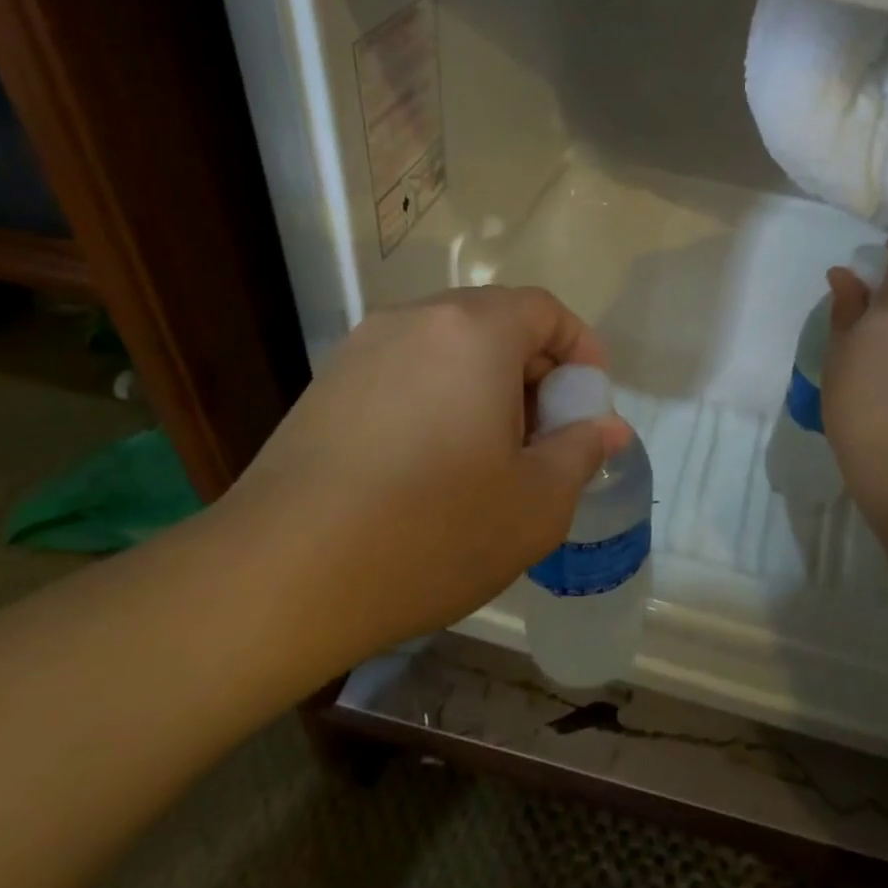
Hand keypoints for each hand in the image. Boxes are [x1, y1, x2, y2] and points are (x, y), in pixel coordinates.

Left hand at [211, 287, 631, 673]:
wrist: (281, 577)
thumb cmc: (433, 532)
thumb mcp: (536, 502)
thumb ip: (581, 450)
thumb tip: (606, 427)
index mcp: (473, 332)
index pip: (544, 310)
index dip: (580, 349)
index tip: (589, 404)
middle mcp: (414, 322)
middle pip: (495, 323)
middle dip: (535, 372)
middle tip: (546, 438)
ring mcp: (361, 351)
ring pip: (448, 349)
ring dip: (486, 386)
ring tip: (491, 456)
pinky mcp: (326, 387)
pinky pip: (406, 372)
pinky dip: (439, 399)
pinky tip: (432, 465)